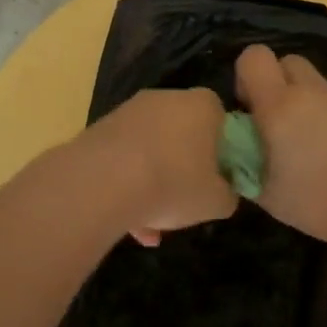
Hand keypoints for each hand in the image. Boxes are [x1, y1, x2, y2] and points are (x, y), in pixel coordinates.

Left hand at [79, 87, 237, 245]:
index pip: (221, 119)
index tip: (217, 177)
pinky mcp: (99, 130)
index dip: (222, 149)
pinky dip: (127, 187)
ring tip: (151, 227)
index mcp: (203, 106)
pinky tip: (128, 224)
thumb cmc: (174, 183)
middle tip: (185, 201)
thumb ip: (228, 194)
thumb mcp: (217, 202)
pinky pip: (123, 160)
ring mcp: (129, 112)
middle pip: (183, 134)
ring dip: (153, 185)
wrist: (103, 183)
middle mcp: (166, 98)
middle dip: (184, 168)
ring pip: (150, 151)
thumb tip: (223, 191)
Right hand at [235, 44, 326, 249]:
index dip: (247, 76)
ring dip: (309, 103)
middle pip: (289, 62)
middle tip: (280, 123)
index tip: (250, 107)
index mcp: (280, 106)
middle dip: (279, 83)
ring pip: (318, 84)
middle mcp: (313, 92)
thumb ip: (247, 167)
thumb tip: (239, 155)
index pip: (254, 57)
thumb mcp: (268, 196)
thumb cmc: (319, 203)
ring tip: (315, 146)